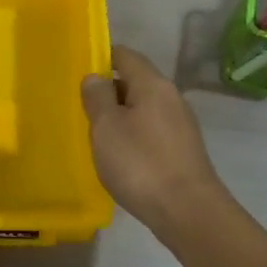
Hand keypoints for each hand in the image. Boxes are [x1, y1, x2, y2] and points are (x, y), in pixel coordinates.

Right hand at [81, 46, 225, 233]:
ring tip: (96, 134)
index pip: (126, 56)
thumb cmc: (141, 163)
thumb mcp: (107, 127)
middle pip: (136, 82)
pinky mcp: (183, 150)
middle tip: (81, 108)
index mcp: (153, 85)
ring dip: (121, 116)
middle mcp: (171, 98)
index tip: (79, 71)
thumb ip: (97, 97)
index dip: (102, 58)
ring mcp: (181, 125)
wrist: (188, 211)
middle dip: (109, 91)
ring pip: (144, 109)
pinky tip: (120, 156)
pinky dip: (134, 136)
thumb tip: (95, 77)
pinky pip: (152, 131)